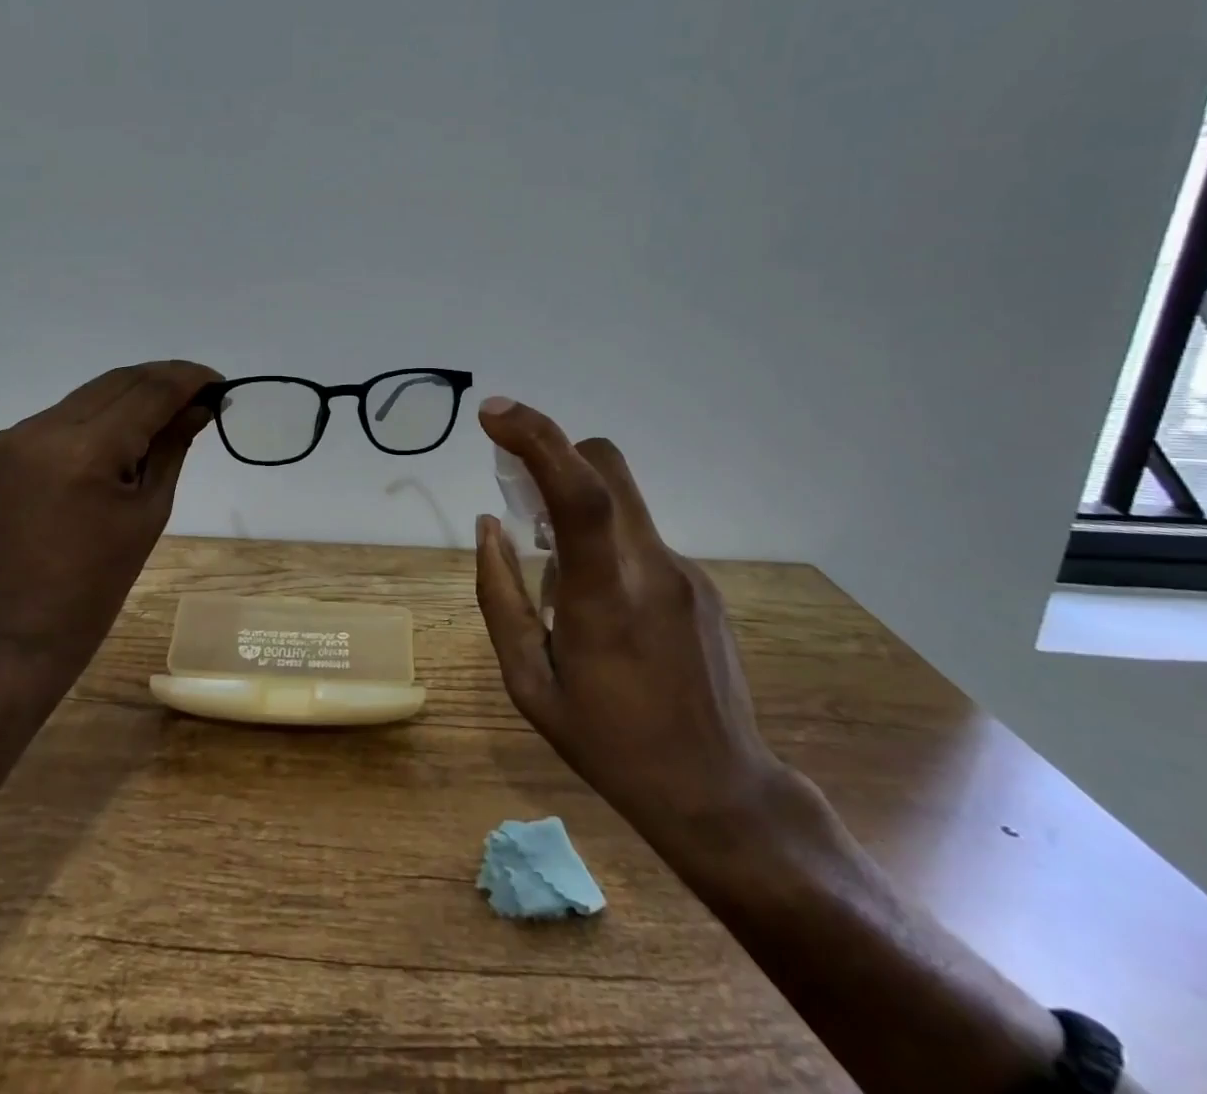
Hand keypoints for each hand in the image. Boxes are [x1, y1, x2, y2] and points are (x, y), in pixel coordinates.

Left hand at [0, 360, 220, 690]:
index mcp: (85, 451)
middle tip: (200, 391)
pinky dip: (99, 415)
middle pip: (117, 382)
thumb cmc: (102, 579)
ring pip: (89, 394)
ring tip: (166, 410)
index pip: (148, 392)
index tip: (218, 380)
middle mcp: (44, 430)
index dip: (187, 379)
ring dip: (131, 395)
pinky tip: (121, 431)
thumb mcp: (151, 509)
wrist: (25, 624)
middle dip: (162, 380)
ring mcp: (16, 436)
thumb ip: (173, 446)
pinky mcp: (2, 447)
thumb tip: (199, 406)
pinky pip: (63, 415)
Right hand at [473, 397, 786, 850]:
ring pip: (620, 502)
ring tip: (558, 584)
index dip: (536, 438)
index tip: (492, 415)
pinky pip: (639, 538)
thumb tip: (487, 527)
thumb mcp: (528, 683)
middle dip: (555, 456)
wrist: (718, 791)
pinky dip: (604, 545)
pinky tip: (601, 611)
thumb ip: (499, 596)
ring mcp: (686, 573)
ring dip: (575, 512)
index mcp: (605, 596)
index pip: (578, 491)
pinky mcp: (702, 584)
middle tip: (519, 499)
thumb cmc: (608, 743)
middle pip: (606, 466)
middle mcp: (653, 568)